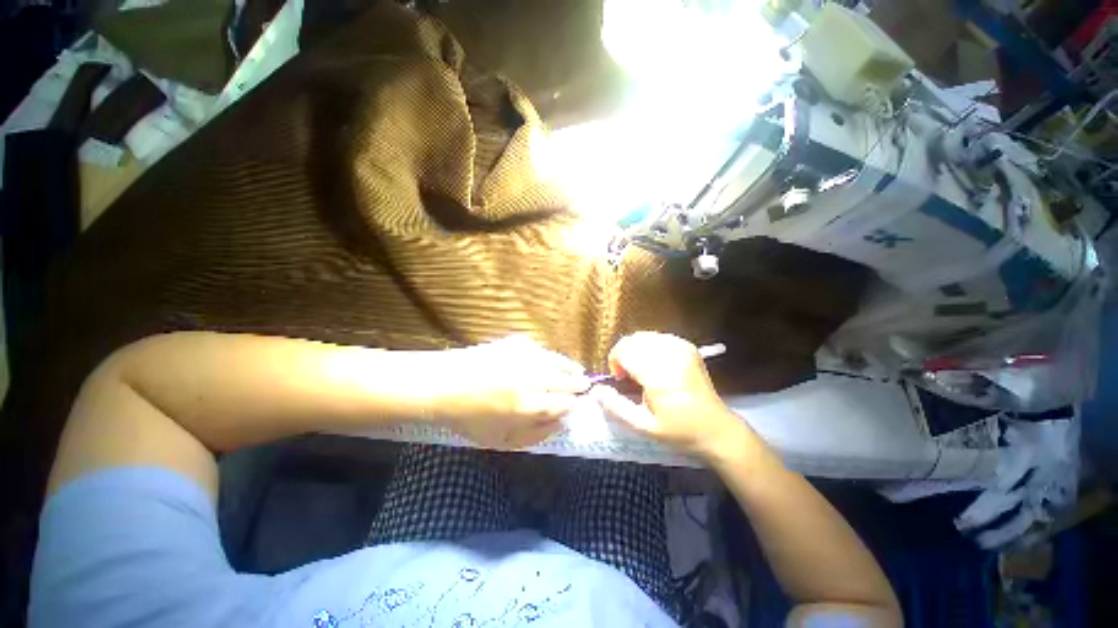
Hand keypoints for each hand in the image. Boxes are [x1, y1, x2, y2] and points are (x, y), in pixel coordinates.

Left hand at [427, 336, 590, 448]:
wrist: (443, 384)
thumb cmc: (470, 418)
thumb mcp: (501, 441)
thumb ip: (536, 435)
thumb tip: (561, 422)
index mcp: (532, 406)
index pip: (566, 403)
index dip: (574, 404)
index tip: (575, 404)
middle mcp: (535, 379)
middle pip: (568, 380)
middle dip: (579, 383)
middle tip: (584, 384)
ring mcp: (527, 358)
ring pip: (559, 361)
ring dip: (570, 367)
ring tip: (576, 370)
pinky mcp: (517, 343)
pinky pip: (542, 350)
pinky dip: (549, 356)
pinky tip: (549, 360)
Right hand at [591, 332, 746, 458]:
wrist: (716, 428)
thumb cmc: (678, 430)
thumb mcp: (644, 426)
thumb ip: (616, 407)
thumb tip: (595, 390)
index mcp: (659, 375)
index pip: (624, 351)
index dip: (615, 362)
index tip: (620, 379)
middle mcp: (670, 355)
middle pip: (632, 340)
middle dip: (623, 354)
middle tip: (628, 375)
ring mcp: (681, 348)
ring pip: (643, 336)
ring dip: (635, 349)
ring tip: (640, 369)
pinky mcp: (687, 346)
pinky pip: (658, 337)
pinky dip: (649, 346)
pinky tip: (653, 363)